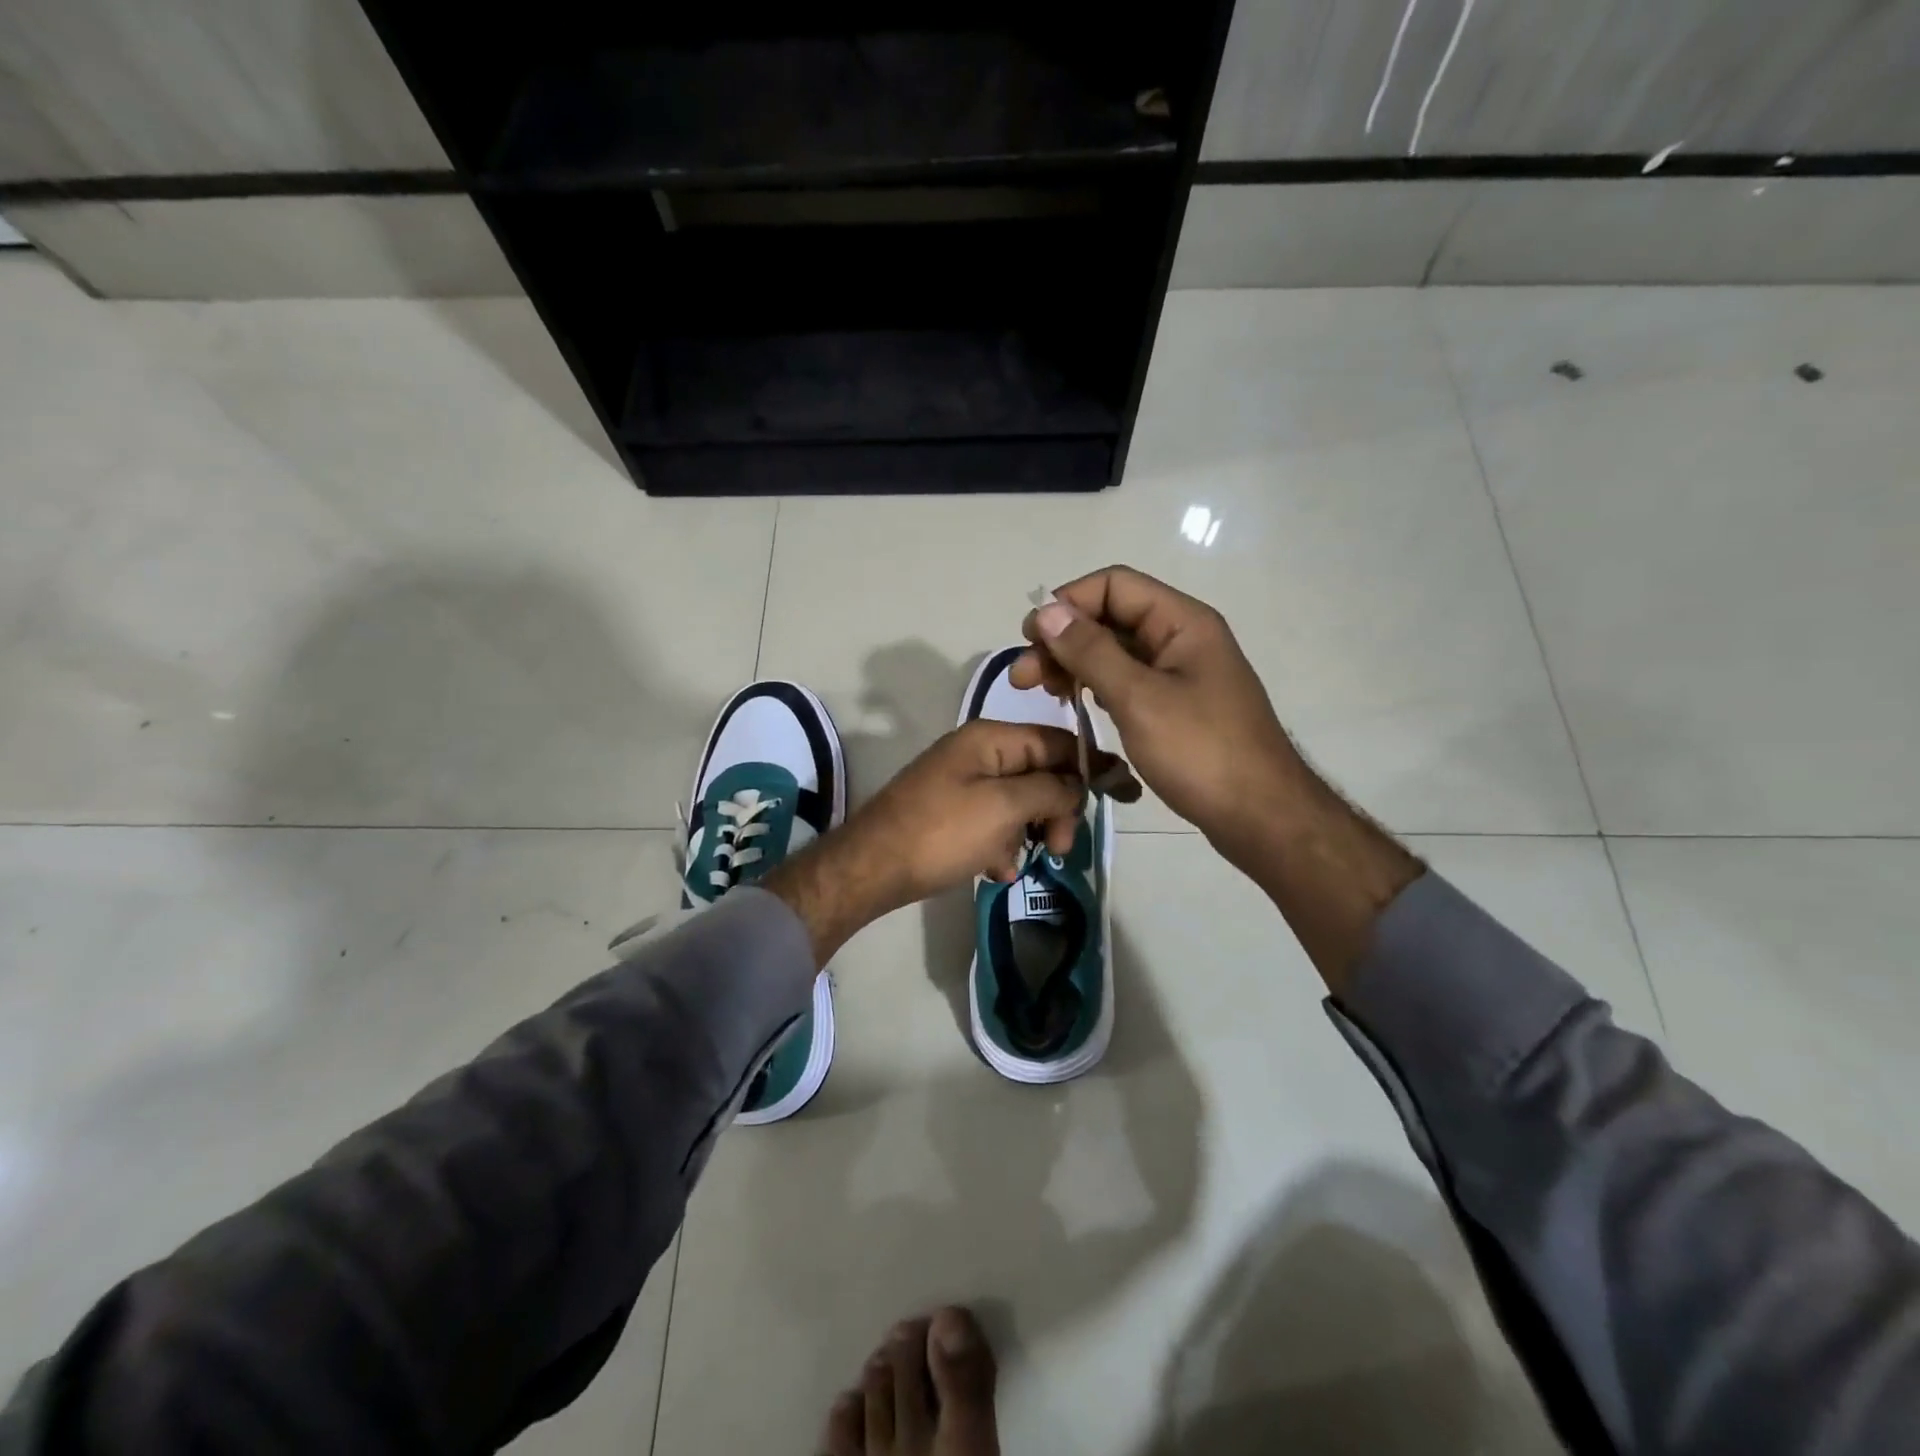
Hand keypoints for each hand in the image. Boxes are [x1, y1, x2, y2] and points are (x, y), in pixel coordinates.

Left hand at [764, 720, 1086, 963]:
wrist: (871, 868)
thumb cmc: (942, 833)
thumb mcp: (1005, 808)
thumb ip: (1051, 789)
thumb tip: (1079, 783)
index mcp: (991, 738)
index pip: (1058, 741)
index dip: (1092, 766)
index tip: (1124, 794)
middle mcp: (978, 753)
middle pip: (1041, 773)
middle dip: (1056, 811)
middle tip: (1060, 848)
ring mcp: (962, 783)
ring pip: (1019, 803)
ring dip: (1028, 834)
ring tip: (1016, 863)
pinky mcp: (952, 813)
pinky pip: (993, 822)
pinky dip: (1001, 845)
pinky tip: (994, 870)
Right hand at [1012, 565, 1305, 866]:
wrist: (1260, 817)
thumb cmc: (1201, 752)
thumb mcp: (1139, 698)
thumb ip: (1091, 651)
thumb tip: (1046, 611)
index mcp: (1182, 622)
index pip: (1114, 585)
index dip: (1068, 603)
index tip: (1031, 638)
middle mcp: (1181, 638)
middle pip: (1111, 618)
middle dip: (1063, 639)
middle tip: (1023, 678)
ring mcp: (1180, 674)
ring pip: (1116, 652)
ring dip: (1075, 664)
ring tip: (1044, 693)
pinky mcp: (1176, 706)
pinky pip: (1127, 682)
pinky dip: (1097, 687)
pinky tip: (1078, 706)